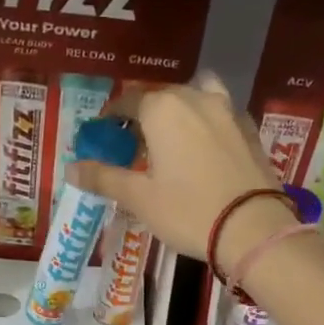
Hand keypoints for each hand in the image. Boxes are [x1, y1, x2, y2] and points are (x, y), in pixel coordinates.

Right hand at [67, 73, 297, 268]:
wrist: (252, 228)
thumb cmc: (188, 211)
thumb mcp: (139, 198)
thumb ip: (104, 178)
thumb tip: (71, 168)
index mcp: (163, 109)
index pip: (129, 100)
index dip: (112, 116)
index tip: (103, 133)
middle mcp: (195, 98)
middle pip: (162, 96)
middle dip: (144, 114)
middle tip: (134, 143)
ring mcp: (228, 110)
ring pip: (196, 96)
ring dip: (180, 110)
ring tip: (173, 138)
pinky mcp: (250, 129)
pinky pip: (221, 114)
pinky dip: (207, 122)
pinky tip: (204, 147)